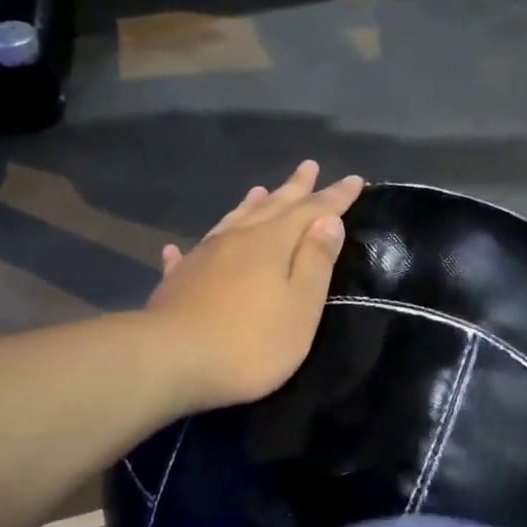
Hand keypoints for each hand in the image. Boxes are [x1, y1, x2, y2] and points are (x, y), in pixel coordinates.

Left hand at [143, 161, 363, 412]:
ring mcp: (202, 257)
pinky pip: (191, 253)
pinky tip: (183, 246)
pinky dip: (198, 245)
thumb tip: (328, 220)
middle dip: (294, 188)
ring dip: (250, 206)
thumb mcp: (300, 306)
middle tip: (308, 167)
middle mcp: (236, 239)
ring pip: (232, 222)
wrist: (171, 360)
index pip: (311, 210)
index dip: (335, 197)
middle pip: (270, 206)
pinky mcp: (178, 280)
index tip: (355, 180)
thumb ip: (316, 262)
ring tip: (260, 191)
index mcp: (271, 242)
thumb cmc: (250, 341)